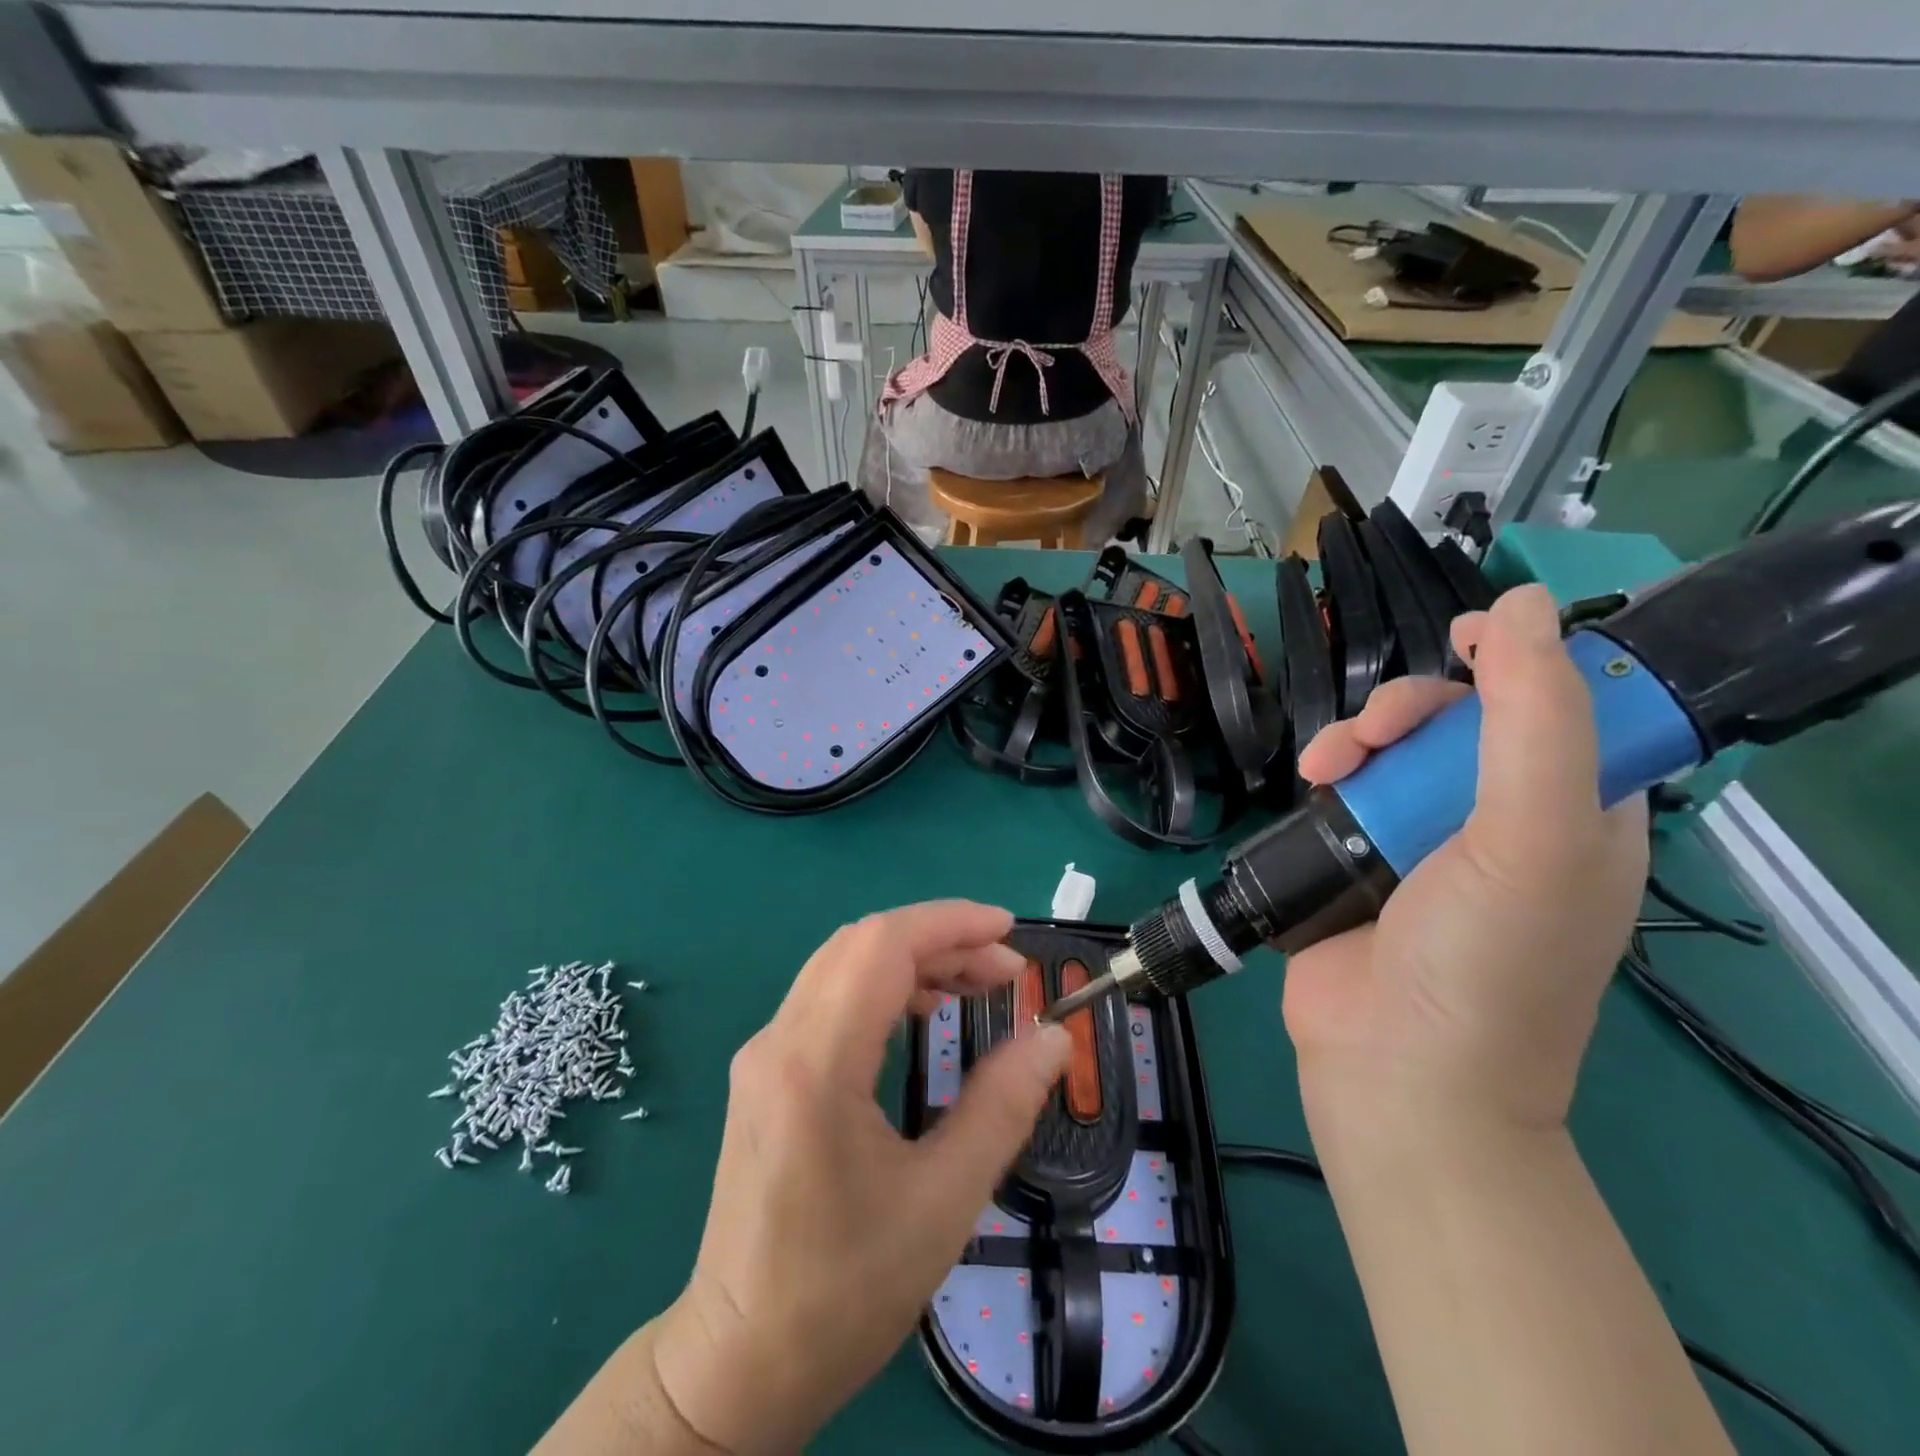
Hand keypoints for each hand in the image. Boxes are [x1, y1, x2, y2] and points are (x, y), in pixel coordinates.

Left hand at [654, 903, 1072, 1453]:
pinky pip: (829, 997)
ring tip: (976, 984)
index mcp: (814, 1064)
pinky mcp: (766, 1072)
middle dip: (940, 939)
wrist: (738, 1363)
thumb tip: (1052, 1037)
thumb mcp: (943, 1202)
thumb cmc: (844, 1291)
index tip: (1010, 932)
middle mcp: (778, 1040)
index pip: (881, 946)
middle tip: (1006, 969)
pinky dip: (884, 986)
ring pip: (843, 965)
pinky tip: (923, 1011)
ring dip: (913, 959)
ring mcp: (764, 1054)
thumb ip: (1003, 1106)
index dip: (950, 923)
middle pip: (862, 945)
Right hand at [1283, 585, 1647, 1134]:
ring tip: (1326, 763)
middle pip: (1461, 722)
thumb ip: (1535, 718)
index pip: (1563, 709)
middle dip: (1413, 708)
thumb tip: (1516, 606)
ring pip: (1393, 749)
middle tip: (1374, 730)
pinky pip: (1347, 786)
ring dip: (1357, 737)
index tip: (1464, 639)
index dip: (1519, 663)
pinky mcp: (1359, 856)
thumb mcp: (1534, 836)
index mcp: (1577, 815)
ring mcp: (1424, 840)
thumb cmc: (1485, 960)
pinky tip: (1310, 780)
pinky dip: (1329, 771)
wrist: (1394, 1068)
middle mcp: (1504, 821)